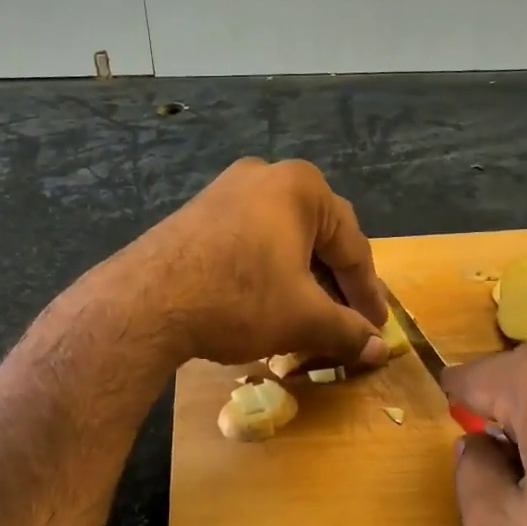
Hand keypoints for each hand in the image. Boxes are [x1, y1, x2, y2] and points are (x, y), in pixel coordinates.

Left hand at [122, 158, 387, 369]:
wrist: (146, 301)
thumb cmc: (239, 298)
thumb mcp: (303, 319)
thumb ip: (347, 331)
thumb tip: (380, 349)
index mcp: (301, 187)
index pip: (352, 245)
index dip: (368, 293)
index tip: (378, 327)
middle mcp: (265, 176)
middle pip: (317, 238)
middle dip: (333, 285)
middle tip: (347, 323)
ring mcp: (225, 191)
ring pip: (281, 240)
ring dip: (300, 280)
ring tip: (308, 319)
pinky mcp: (197, 213)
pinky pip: (249, 241)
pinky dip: (267, 271)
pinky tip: (266, 303)